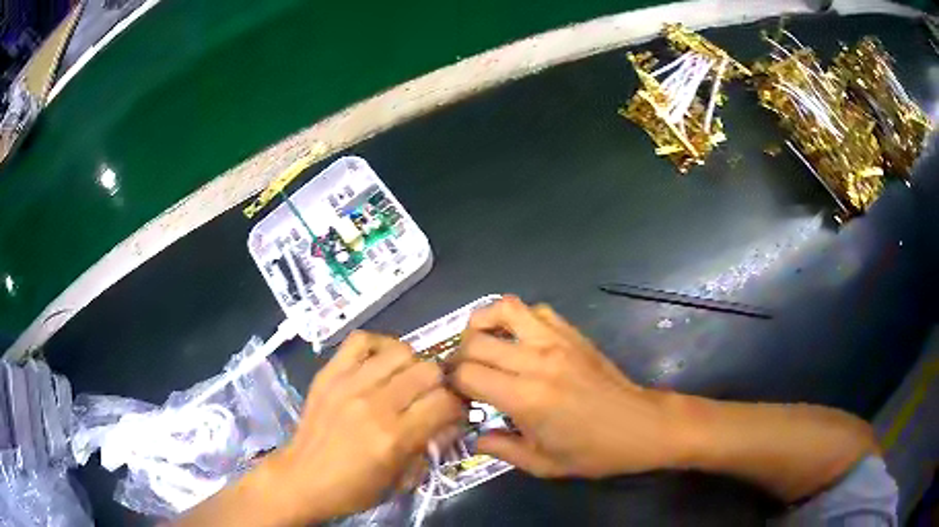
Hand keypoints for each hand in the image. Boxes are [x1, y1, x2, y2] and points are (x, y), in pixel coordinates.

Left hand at [262, 331, 463, 522]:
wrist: (302, 478)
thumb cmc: (354, 489)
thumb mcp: (402, 480)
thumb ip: (431, 447)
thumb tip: (451, 420)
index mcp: (394, 437)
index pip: (445, 402)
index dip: (457, 406)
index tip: (452, 414)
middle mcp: (374, 404)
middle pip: (429, 371)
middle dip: (439, 385)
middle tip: (430, 399)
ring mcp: (349, 383)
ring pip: (401, 351)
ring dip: (412, 366)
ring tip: (405, 382)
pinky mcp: (329, 373)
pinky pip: (362, 340)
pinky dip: (379, 347)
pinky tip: (380, 364)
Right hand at [451, 296, 680, 478]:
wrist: (641, 426)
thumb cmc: (593, 452)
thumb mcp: (543, 464)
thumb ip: (501, 449)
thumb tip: (473, 438)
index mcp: (526, 398)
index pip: (467, 374)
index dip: (452, 383)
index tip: (455, 395)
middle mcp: (537, 362)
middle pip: (476, 341)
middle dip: (458, 356)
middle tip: (462, 375)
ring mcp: (557, 341)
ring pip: (504, 310)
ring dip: (482, 323)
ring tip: (479, 344)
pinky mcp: (572, 334)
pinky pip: (536, 310)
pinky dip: (516, 318)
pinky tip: (517, 340)